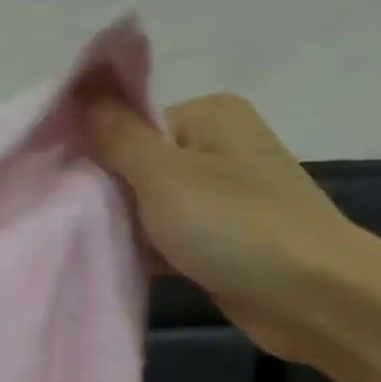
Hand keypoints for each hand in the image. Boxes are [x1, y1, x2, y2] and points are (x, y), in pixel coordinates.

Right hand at [81, 92, 380, 363]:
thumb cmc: (235, 226)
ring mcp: (221, 193)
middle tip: (80, 226)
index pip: (128, 126)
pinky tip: (122, 268)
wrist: (311, 296)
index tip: (69, 193)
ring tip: (97, 250)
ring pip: (148, 206)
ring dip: (124, 230)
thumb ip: (116, 136)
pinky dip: (146, 252)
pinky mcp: (221, 236)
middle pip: (135, 166)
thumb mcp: (163, 176)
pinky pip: (166, 236)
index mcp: (209, 115)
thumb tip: (80, 85)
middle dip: (108, 198)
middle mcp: (217, 145)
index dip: (95, 158)